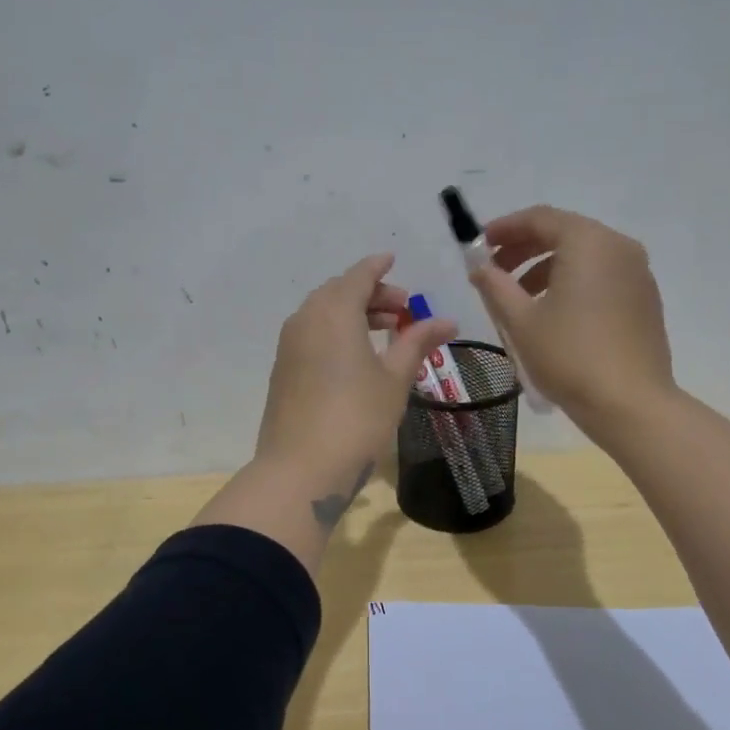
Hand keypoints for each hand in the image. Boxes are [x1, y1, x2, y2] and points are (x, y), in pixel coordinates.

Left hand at [255, 253, 457, 493]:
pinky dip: (335, 332)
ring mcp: (289, 346)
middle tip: (402, 309)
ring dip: (352, 313)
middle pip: (339, 292)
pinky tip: (354, 356)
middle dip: (370, 293)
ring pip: (322, 313)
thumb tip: (446, 320)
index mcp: (334, 312)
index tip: (393, 260)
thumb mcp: (394, 379)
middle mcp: (306, 319)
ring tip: (384, 332)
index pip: (358, 275)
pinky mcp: (283, 370)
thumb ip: (416, 343)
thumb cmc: (357, 418)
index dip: (378, 266)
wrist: (300, 470)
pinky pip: (311, 334)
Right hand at [467, 205, 674, 431]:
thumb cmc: (570, 356)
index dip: (504, 228)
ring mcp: (638, 273)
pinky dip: (572, 282)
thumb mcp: (521, 321)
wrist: (630, 404)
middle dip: (524, 249)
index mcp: (589, 242)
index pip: (540, 218)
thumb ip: (495, 286)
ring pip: (584, 256)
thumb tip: (479, 267)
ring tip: (519, 299)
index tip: (479, 245)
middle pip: (564, 233)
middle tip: (494, 272)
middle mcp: (619, 247)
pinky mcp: (645, 299)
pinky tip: (553, 313)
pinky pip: (602, 276)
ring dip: (546, 268)